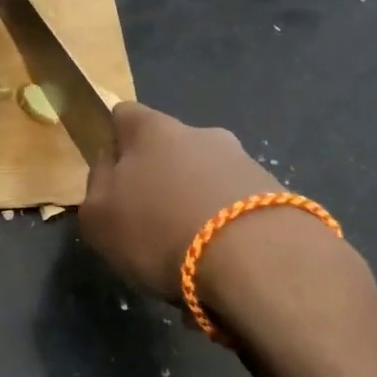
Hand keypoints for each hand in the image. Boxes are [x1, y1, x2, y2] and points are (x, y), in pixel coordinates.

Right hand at [80, 103, 282, 301]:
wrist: (257, 260)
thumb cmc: (159, 230)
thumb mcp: (98, 216)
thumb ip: (98, 184)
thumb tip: (110, 166)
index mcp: (151, 129)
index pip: (124, 114)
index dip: (115, 140)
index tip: (113, 174)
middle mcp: (200, 133)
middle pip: (170, 147)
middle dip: (160, 175)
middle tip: (151, 218)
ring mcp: (244, 161)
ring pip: (207, 176)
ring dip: (196, 202)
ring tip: (190, 249)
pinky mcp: (278, 195)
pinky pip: (238, 205)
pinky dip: (227, 226)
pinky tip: (222, 262)